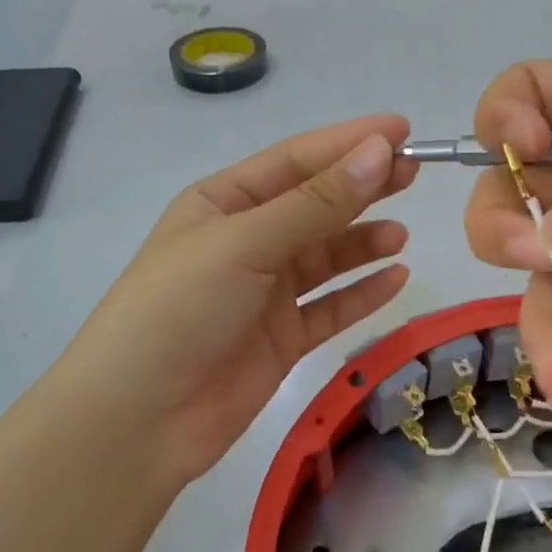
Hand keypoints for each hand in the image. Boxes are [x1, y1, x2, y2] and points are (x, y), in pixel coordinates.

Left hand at [54, 116, 416, 491]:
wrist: (138, 420)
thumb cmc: (180, 310)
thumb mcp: (245, 244)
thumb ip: (316, 204)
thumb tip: (378, 151)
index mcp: (222, 203)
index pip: (294, 161)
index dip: (347, 143)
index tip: (402, 132)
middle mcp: (245, 241)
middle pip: (314, 205)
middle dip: (361, 187)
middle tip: (413, 173)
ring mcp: (263, 293)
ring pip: (325, 257)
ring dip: (362, 242)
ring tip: (401, 234)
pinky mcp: (280, 339)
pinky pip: (330, 307)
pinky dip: (361, 292)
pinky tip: (396, 277)